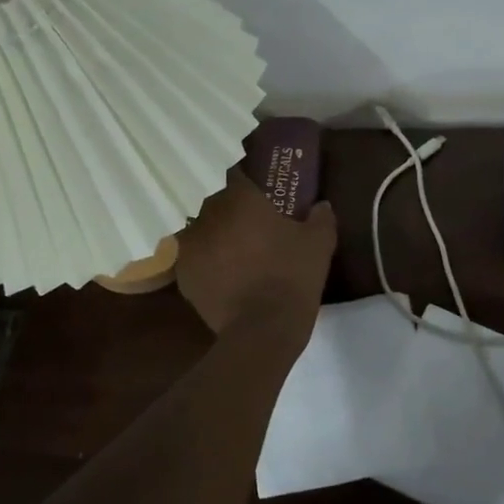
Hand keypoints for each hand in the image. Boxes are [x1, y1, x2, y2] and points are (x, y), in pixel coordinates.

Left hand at [177, 170, 336, 335]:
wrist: (262, 329)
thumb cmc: (292, 276)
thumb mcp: (319, 243)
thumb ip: (321, 217)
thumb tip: (321, 205)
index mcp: (240, 199)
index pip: (238, 174)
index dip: (249, 182)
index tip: (261, 192)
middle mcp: (209, 215)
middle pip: (218, 204)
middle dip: (232, 211)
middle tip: (252, 227)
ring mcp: (190, 246)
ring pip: (202, 231)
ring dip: (216, 237)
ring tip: (235, 254)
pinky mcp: (182, 275)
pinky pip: (194, 260)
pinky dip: (206, 264)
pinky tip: (223, 277)